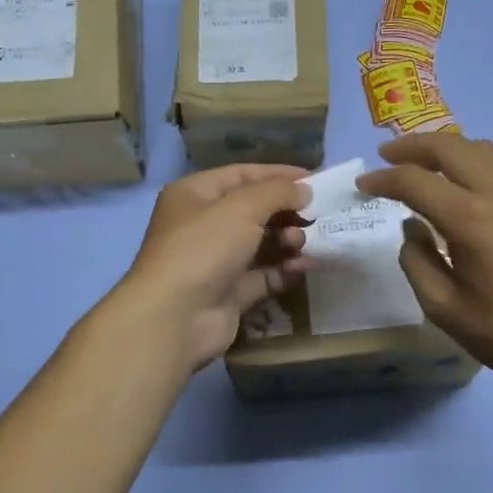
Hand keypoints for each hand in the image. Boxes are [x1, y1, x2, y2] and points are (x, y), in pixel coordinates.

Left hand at [110, 164, 311, 370]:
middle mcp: (203, 225)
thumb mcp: (242, 207)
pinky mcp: (229, 292)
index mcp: (195, 195)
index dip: (278, 175)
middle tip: (317, 217)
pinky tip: (305, 267)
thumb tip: (304, 189)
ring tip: (304, 244)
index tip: (315, 180)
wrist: (176, 317)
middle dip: (287, 212)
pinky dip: (285, 270)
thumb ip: (277, 192)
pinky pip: (264, 276)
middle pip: (254, 210)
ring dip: (288, 241)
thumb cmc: (204, 247)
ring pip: (261, 244)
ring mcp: (215, 261)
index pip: (242, 175)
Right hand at [357, 135, 492, 404]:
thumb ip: (417, 262)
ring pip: (483, 149)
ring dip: (448, 149)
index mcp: (471, 219)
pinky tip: (467, 190)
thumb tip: (413, 229)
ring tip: (425, 164)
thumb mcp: (445, 309)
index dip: (383, 179)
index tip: (363, 183)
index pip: (415, 181)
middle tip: (387, 157)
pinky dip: (476, 164)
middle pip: (451, 147)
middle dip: (413, 147)